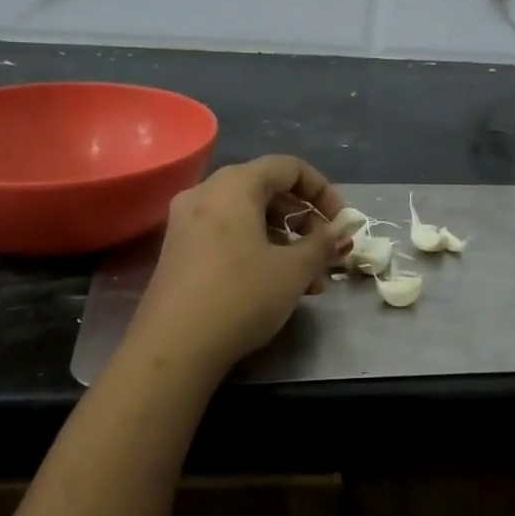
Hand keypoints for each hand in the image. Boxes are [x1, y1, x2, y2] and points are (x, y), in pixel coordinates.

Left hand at [127, 155, 348, 378]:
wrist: (173, 348)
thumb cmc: (240, 296)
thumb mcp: (292, 271)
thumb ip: (322, 245)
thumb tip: (341, 234)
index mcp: (234, 185)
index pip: (287, 167)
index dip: (321, 189)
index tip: (340, 222)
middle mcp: (206, 193)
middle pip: (266, 190)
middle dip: (303, 220)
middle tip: (326, 251)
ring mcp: (186, 222)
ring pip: (247, 217)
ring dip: (283, 241)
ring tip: (310, 280)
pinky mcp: (178, 251)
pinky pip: (227, 235)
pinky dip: (256, 250)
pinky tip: (276, 286)